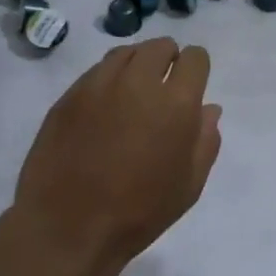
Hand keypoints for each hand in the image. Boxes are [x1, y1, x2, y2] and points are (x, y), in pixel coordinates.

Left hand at [11, 38, 221, 269]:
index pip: (195, 58)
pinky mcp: (69, 95)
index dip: (196, 68)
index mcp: (176, 103)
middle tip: (163, 89)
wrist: (67, 228)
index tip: (192, 84)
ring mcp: (99, 85)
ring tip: (134, 92)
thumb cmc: (139, 213)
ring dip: (137, 64)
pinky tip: (105, 105)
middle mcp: (138, 82)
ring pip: (126, 53)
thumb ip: (205, 141)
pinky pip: (96, 71)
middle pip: (160, 47)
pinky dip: (108, 78)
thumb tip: (209, 109)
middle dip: (168, 60)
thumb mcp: (189, 185)